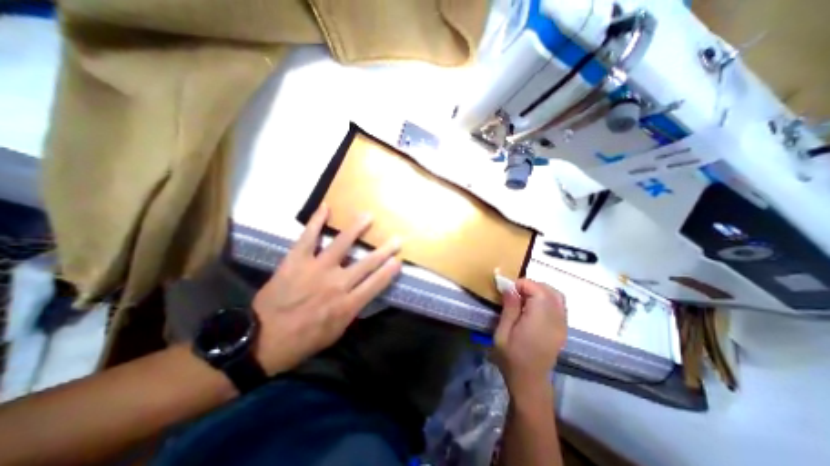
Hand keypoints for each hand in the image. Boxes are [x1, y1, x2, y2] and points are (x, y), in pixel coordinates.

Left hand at [249, 203, 401, 374]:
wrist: (259, 340)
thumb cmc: (301, 341)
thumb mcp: (335, 333)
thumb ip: (351, 311)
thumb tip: (362, 294)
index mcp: (346, 305)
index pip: (375, 284)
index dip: (389, 271)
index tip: (399, 260)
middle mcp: (336, 284)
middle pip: (366, 263)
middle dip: (384, 251)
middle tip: (396, 239)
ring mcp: (316, 269)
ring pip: (342, 244)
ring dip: (357, 229)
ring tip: (368, 216)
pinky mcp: (296, 261)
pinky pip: (308, 237)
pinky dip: (316, 221)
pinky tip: (325, 208)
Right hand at [491, 281, 571, 392]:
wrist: (529, 380)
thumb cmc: (511, 357)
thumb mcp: (502, 333)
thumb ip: (509, 309)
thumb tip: (511, 288)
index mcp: (539, 321)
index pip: (538, 290)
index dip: (523, 284)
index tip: (509, 290)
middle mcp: (555, 320)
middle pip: (549, 290)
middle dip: (531, 285)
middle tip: (515, 293)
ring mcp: (562, 325)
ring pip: (557, 296)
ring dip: (540, 290)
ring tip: (524, 298)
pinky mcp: (563, 328)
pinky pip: (559, 305)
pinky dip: (547, 298)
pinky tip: (534, 307)